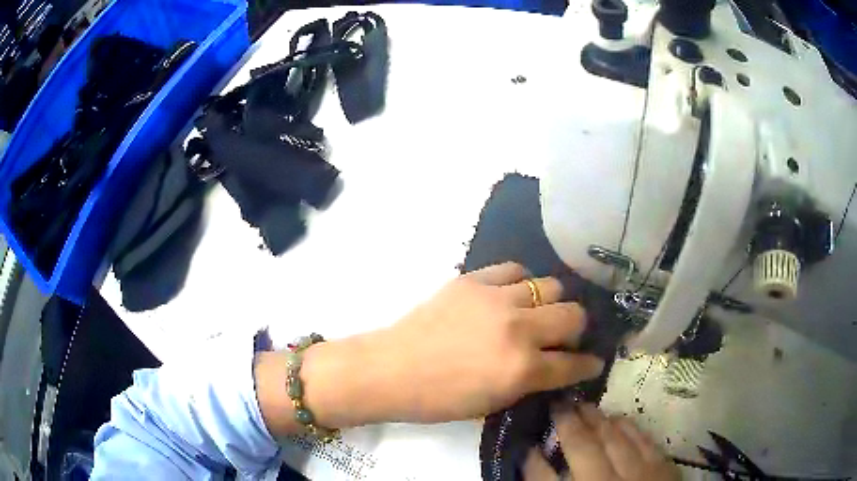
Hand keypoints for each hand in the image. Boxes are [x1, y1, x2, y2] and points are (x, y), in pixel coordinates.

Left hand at [259, 262, 605, 434]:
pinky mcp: (474, 279)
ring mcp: (497, 299)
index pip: (574, 364)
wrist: (392, 369)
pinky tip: (514, 294)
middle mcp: (519, 329)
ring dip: (552, 303)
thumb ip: (531, 381)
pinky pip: (515, 270)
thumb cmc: (440, 399)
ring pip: (551, 286)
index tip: (594, 362)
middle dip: (577, 330)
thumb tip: (557, 366)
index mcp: (523, 369)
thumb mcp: (494, 402)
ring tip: (540, 313)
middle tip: (566, 337)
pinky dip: (522, 282)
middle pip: (573, 315)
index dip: (588, 365)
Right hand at [523, 404, 680, 480]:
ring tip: (584, 405)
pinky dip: (628, 427)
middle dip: (567, 423)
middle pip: (583, 448)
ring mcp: (639, 473)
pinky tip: (618, 418)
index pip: (546, 479)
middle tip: (558, 403)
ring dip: (597, 420)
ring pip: (615, 438)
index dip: (533, 461)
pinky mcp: (662, 467)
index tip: (526, 445)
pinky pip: (643, 439)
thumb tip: (538, 468)